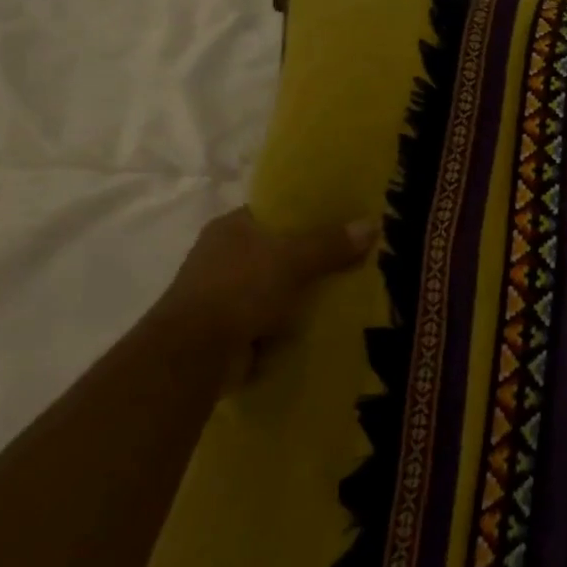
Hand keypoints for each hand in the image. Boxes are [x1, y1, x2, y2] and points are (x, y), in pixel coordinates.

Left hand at [152, 207, 375, 362]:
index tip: (343, 219)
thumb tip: (372, 225)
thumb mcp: (292, 259)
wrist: (194, 355)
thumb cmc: (239, 289)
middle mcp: (224, 256)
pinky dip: (292, 322)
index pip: (276, 212)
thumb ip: (330, 243)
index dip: (308, 214)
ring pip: (277, 286)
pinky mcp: (230, 328)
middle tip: (354, 257)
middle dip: (312, 257)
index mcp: (231, 227)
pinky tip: (323, 322)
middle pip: (280, 250)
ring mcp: (225, 294)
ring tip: (347, 290)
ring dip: (302, 293)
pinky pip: (272, 318)